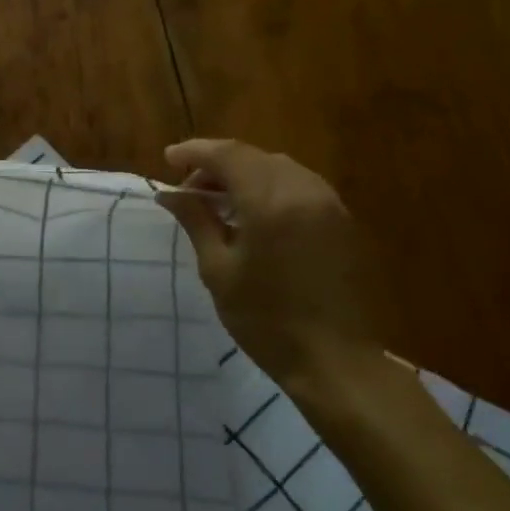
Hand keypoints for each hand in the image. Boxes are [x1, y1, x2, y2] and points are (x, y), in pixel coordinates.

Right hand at [156, 138, 380, 385]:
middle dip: (218, 165)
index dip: (195, 152)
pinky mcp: (341, 220)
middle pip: (255, 157)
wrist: (332, 359)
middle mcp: (304, 190)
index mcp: (270, 202)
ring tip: (218, 202)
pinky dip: (269, 188)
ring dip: (245, 175)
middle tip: (189, 189)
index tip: (168, 159)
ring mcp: (329, 204)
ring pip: (279, 168)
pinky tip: (252, 215)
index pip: (228, 155)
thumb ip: (196, 222)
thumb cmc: (264, 319)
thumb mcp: (218, 270)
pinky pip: (299, 186)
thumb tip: (170, 194)